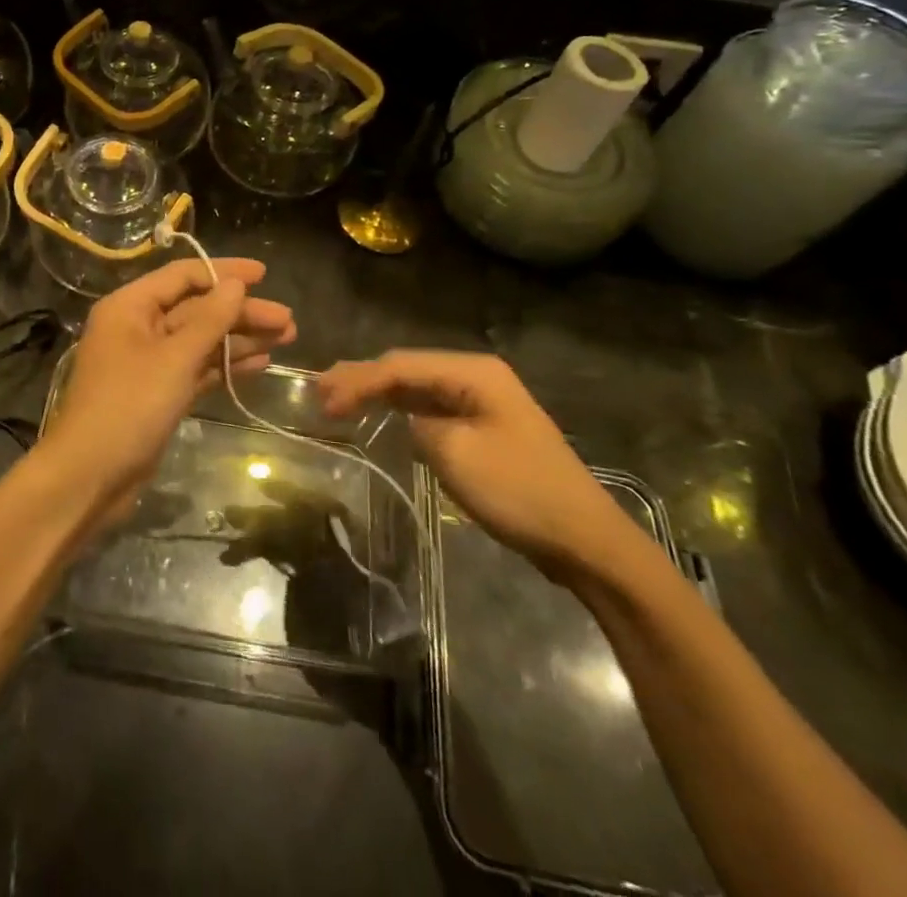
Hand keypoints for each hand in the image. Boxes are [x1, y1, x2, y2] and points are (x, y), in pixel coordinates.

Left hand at [39, 258, 295, 513]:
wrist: (90, 476)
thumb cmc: (129, 406)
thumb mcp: (174, 358)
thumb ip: (209, 320)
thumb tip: (235, 284)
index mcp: (130, 307)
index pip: (182, 276)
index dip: (224, 272)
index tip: (264, 275)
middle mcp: (138, 327)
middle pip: (196, 308)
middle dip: (240, 312)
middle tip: (286, 319)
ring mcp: (149, 362)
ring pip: (200, 339)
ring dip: (239, 338)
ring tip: (286, 338)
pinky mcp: (159, 393)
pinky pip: (197, 368)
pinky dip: (225, 365)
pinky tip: (260, 364)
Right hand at [318, 350, 636, 583]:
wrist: (586, 541)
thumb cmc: (519, 491)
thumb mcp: (455, 454)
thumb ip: (417, 424)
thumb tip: (408, 420)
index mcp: (473, 372)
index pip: (400, 366)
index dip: (357, 380)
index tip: (323, 402)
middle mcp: (478, 376)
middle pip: (408, 369)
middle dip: (363, 379)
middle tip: (320, 394)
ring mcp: (484, 402)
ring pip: (419, 388)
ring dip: (380, 394)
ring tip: (339, 400)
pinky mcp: (486, 428)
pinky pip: (434, 409)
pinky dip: (403, 411)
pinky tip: (381, 416)